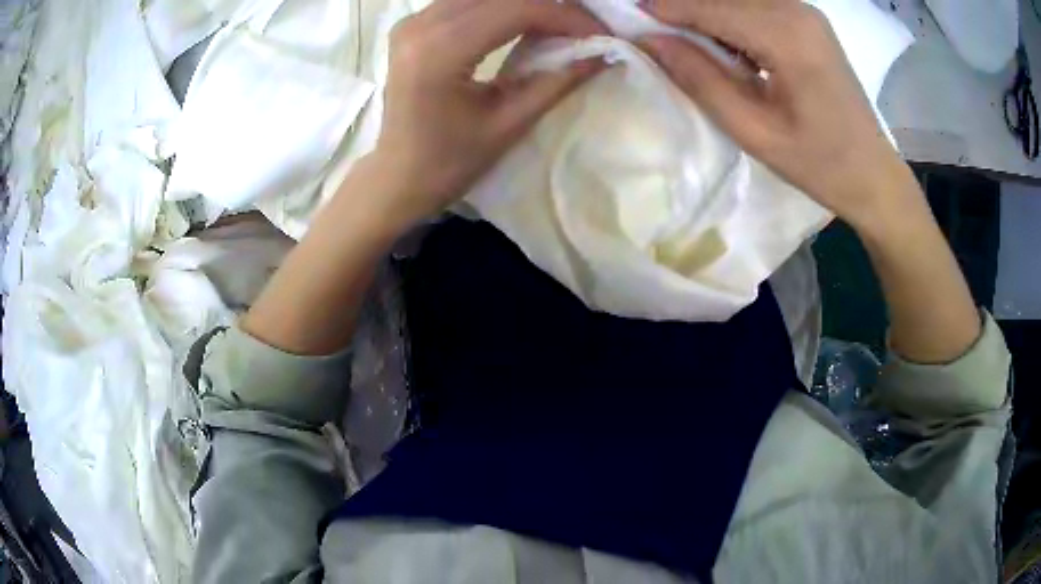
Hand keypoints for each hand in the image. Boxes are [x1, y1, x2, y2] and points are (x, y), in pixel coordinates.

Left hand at [365, 0, 605, 227]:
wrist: (398, 176)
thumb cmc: (450, 162)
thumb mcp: (509, 124)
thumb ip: (556, 82)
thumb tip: (602, 54)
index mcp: (439, 51)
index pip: (516, 10)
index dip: (565, 17)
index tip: (601, 34)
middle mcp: (420, 25)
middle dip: (550, 7)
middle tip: (584, 31)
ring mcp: (411, 22)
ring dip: (526, 6)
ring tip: (559, 29)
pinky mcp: (411, 25)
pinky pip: (466, 3)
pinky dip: (501, 9)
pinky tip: (523, 25)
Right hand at [638, 0, 917, 232]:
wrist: (874, 175)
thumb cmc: (821, 164)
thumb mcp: (755, 132)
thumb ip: (701, 80)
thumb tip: (651, 41)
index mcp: (787, 37)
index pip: (709, 7)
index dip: (664, 9)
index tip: (628, 18)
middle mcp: (796, 10)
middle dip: (684, 10)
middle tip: (655, 35)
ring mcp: (805, 13)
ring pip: (737, 0)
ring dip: (707, 16)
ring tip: (689, 47)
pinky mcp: (808, 21)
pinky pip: (755, 8)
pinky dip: (730, 21)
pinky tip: (725, 49)